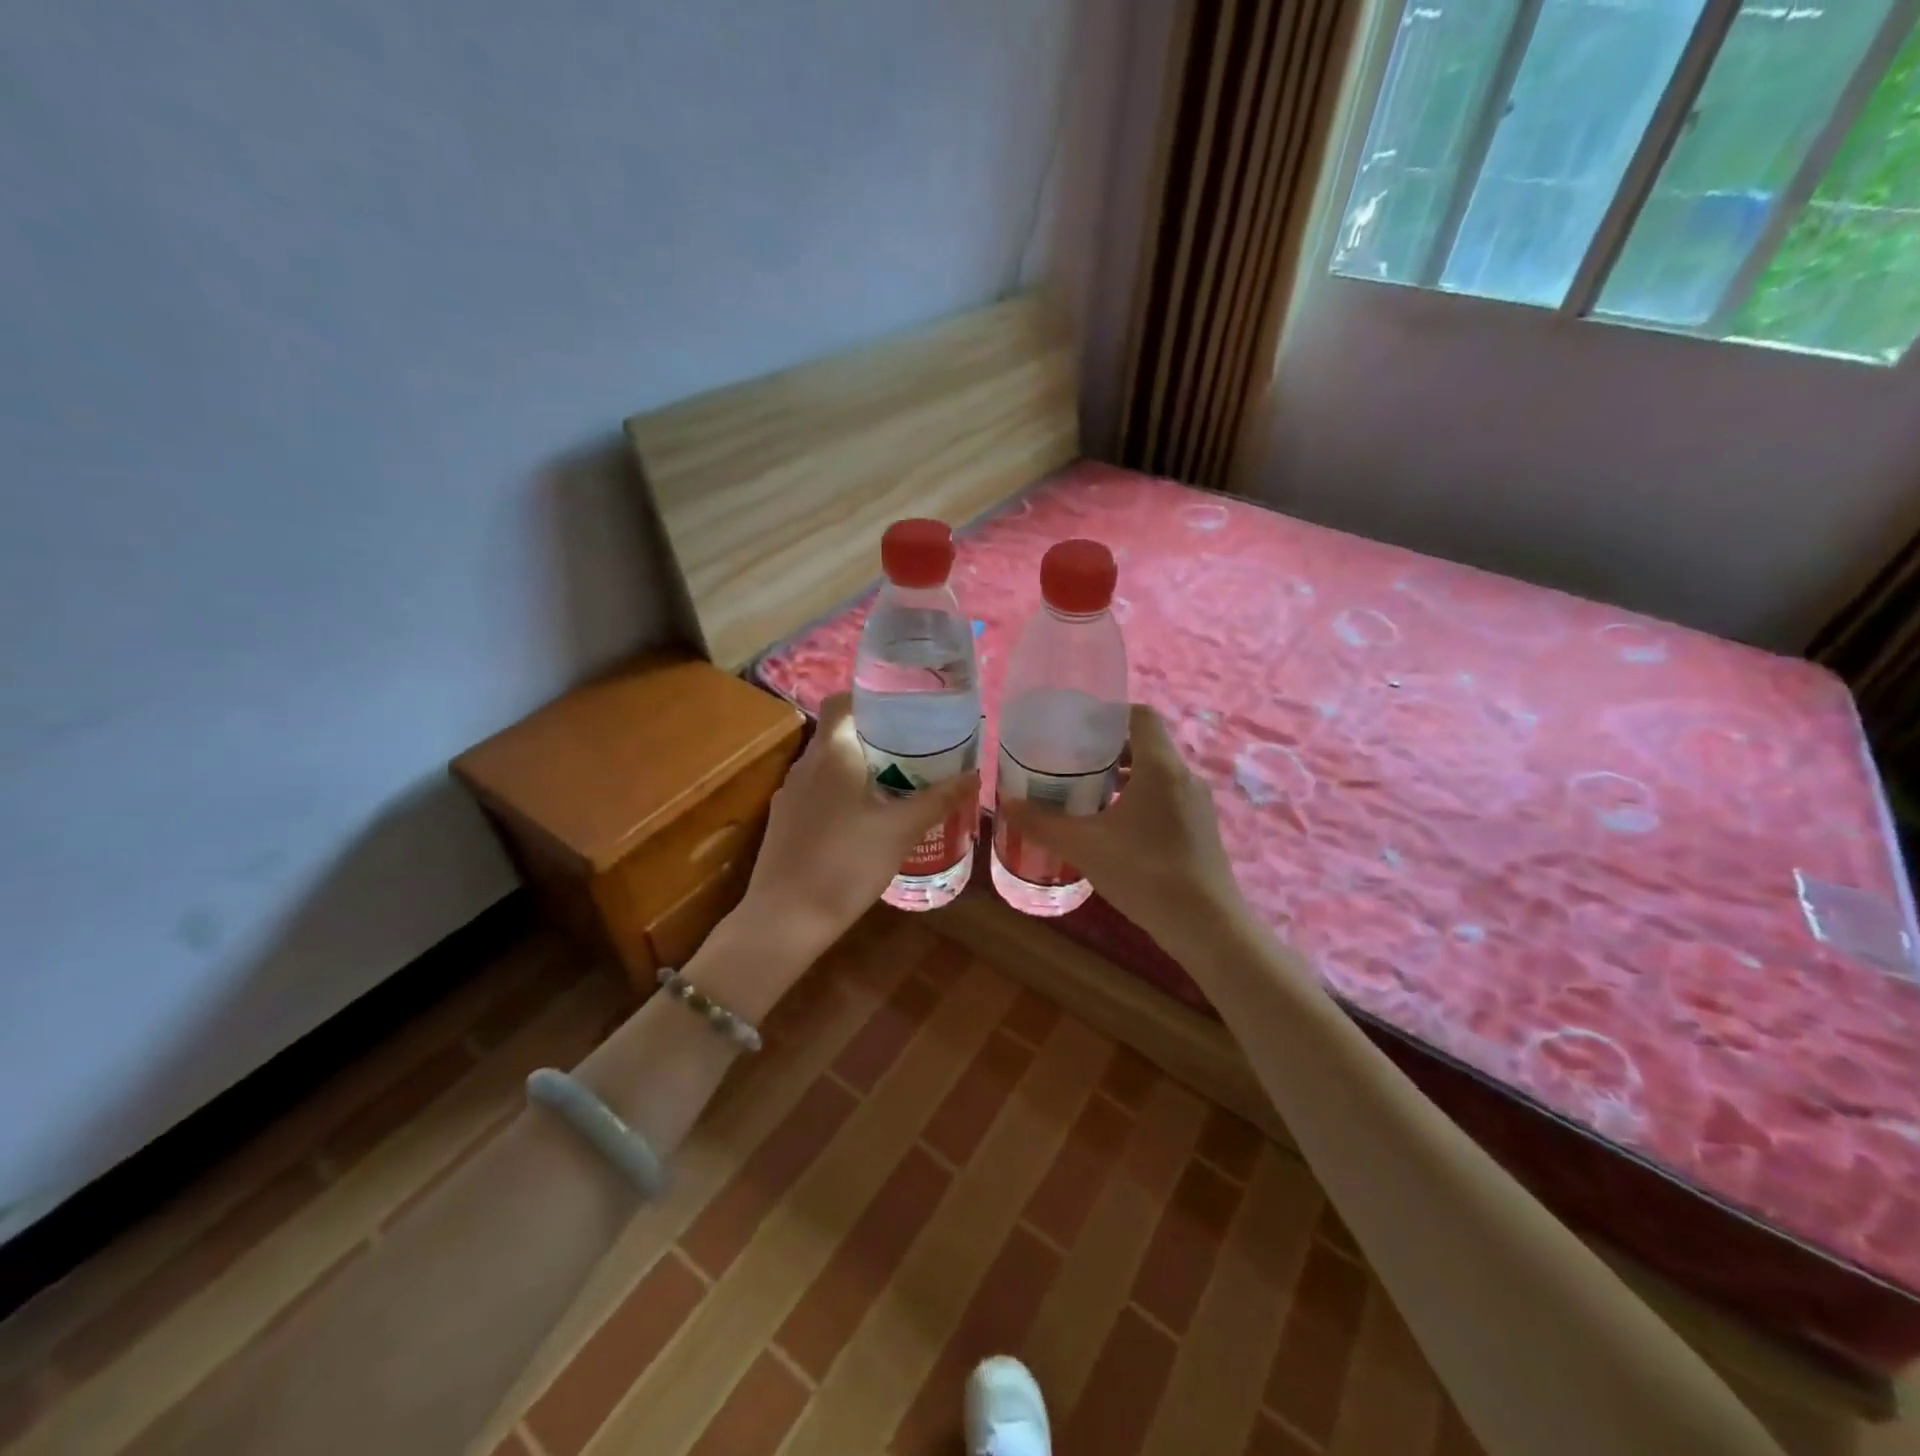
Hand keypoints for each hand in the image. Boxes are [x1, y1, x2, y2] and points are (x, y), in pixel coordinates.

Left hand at [740, 692, 977, 958]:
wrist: (786, 919)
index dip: (868, 698)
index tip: (902, 707)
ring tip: (896, 781)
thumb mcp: (901, 831)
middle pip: (838, 734)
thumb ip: (938, 800)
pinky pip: (817, 793)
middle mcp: (804, 766)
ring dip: (857, 767)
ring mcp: (789, 796)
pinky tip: (865, 819)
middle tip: (914, 747)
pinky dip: (841, 794)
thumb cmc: (846, 863)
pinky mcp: (784, 824)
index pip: (841, 702)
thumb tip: (975, 774)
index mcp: (830, 754)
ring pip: (827, 766)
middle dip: (874, 737)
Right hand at [999, 704, 1244, 950]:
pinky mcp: (1200, 828)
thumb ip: (1043, 823)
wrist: (1208, 928)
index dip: (1108, 714)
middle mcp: (1184, 776)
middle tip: (1070, 763)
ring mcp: (1197, 804)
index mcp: (1161, 767)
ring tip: (1085, 794)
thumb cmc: (1146, 874)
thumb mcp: (1085, 847)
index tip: (1076, 728)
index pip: (1140, 715)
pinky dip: (1138, 799)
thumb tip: (1007, 803)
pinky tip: (1113, 828)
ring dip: (1122, 777)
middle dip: (1107, 749)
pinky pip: (1166, 797)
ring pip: (1156, 773)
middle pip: (1145, 744)